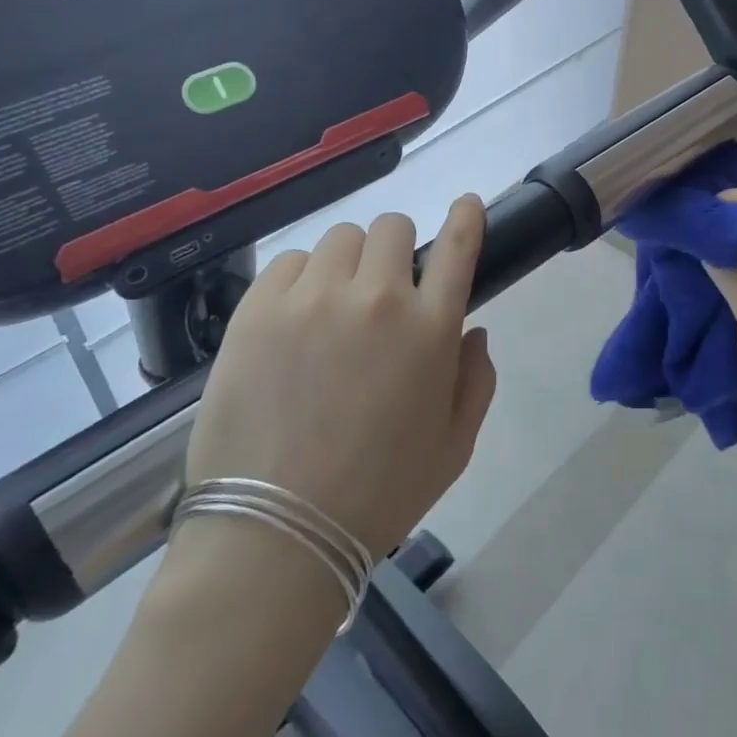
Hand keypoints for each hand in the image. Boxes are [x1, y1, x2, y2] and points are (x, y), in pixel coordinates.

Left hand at [183, 197, 497, 555]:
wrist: (277, 532)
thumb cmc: (379, 493)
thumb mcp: (454, 446)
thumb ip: (476, 380)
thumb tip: (471, 331)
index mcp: (430, 329)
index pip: (458, 246)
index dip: (466, 217)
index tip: (466, 204)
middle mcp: (376, 299)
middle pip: (393, 228)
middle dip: (397, 250)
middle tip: (384, 289)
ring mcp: (313, 299)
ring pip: (340, 238)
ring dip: (349, 263)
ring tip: (334, 305)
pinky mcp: (259, 309)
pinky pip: (290, 262)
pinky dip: (301, 280)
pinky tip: (295, 319)